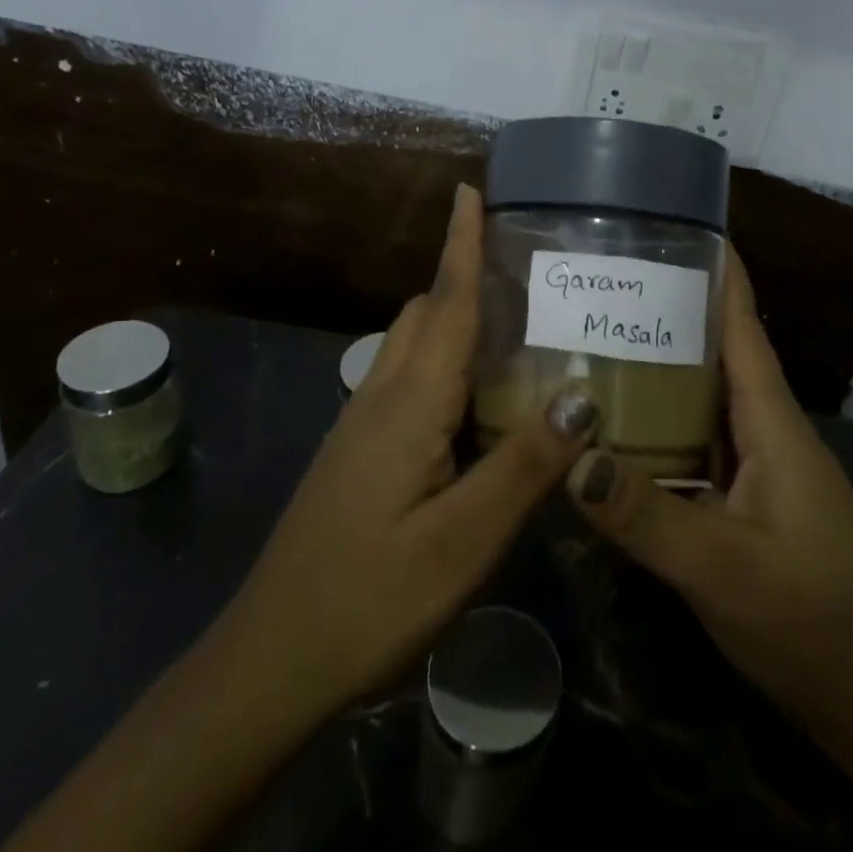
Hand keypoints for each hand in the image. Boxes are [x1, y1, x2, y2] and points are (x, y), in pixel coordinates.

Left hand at [0, 185, 600, 851]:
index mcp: (409, 403)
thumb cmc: (369, 598)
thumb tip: (582, 394)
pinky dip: (443, 363)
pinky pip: (406, 380)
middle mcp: (381, 396)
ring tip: (511, 326)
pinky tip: (475, 403)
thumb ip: (524, 465)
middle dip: (462, 275)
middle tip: (520, 267)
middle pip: (423, 314)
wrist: (270, 661)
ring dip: (452, 318)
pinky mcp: (357, 452)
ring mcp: (361, 424)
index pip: (445, 304)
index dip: (460, 244)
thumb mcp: (462, 541)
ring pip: (411, 346)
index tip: (470, 190)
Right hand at [563, 245, 852, 758]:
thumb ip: (644, 514)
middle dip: (670, 316)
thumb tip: (569, 454)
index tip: (680, 225)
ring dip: (663, 373)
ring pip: (706, 403)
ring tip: (599, 346)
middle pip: (718, 355)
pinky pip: (700, 448)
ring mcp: (761, 469)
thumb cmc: (812, 617)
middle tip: (606, 288)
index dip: (718, 272)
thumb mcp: (721, 566)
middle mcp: (767, 431)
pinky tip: (621, 436)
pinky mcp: (751, 505)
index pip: (743, 325)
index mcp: (772, 420)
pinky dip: (664, 430)